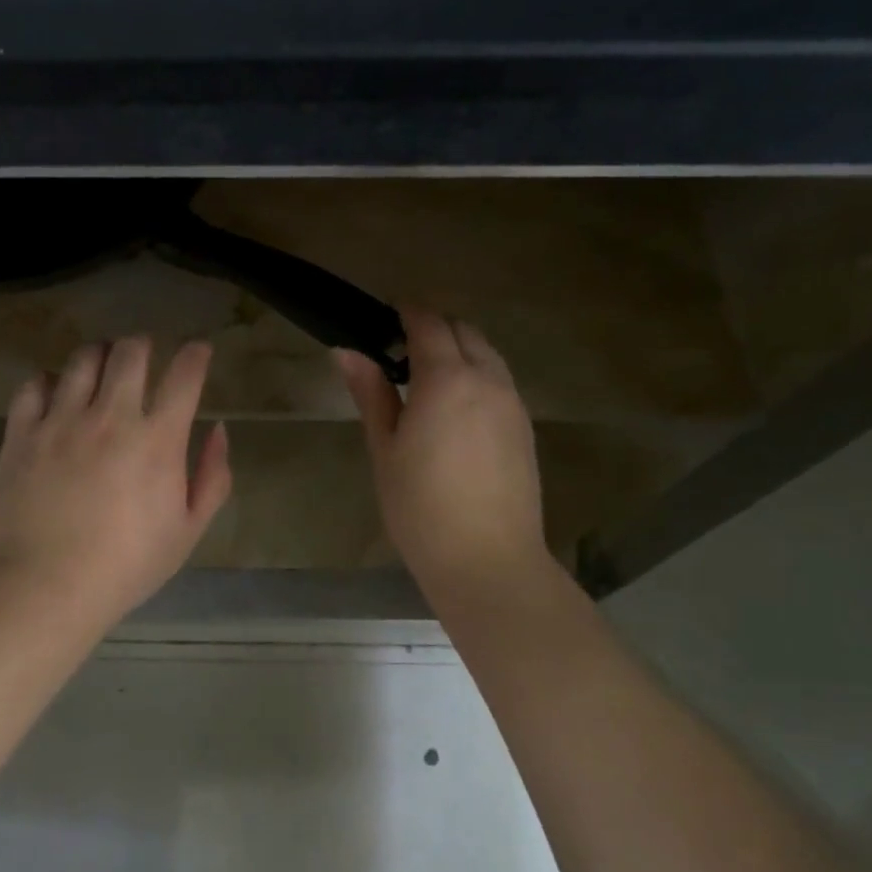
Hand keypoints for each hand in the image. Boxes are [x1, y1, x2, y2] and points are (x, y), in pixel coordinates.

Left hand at [0, 337, 231, 629]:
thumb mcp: (189, 530)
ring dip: (99, 355)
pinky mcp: (21, 433)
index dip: (196, 355)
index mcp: (157, 440)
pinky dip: (50, 381)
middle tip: (145, 356)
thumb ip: (212, 477)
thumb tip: (218, 430)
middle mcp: (110, 417)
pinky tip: (56, 394)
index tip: (198, 351)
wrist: (47, 587)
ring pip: (82, 359)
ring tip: (102, 367)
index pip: (184, 375)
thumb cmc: (127, 565)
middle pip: (130, 352)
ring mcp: (61, 421)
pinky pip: (34, 385)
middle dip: (144, 345)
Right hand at [337, 309, 549, 607]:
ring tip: (428, 381)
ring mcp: (513, 403)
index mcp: (447, 379)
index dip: (407, 311)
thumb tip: (347, 351)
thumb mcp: (385, 449)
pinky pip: (500, 382)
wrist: (487, 560)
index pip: (429, 323)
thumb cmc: (420, 507)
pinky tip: (456, 411)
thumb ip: (371, 394)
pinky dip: (477, 376)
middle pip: (465, 331)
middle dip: (435, 328)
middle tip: (401, 352)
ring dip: (459, 351)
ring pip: (488, 355)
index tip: (386, 316)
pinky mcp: (525, 427)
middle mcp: (488, 379)